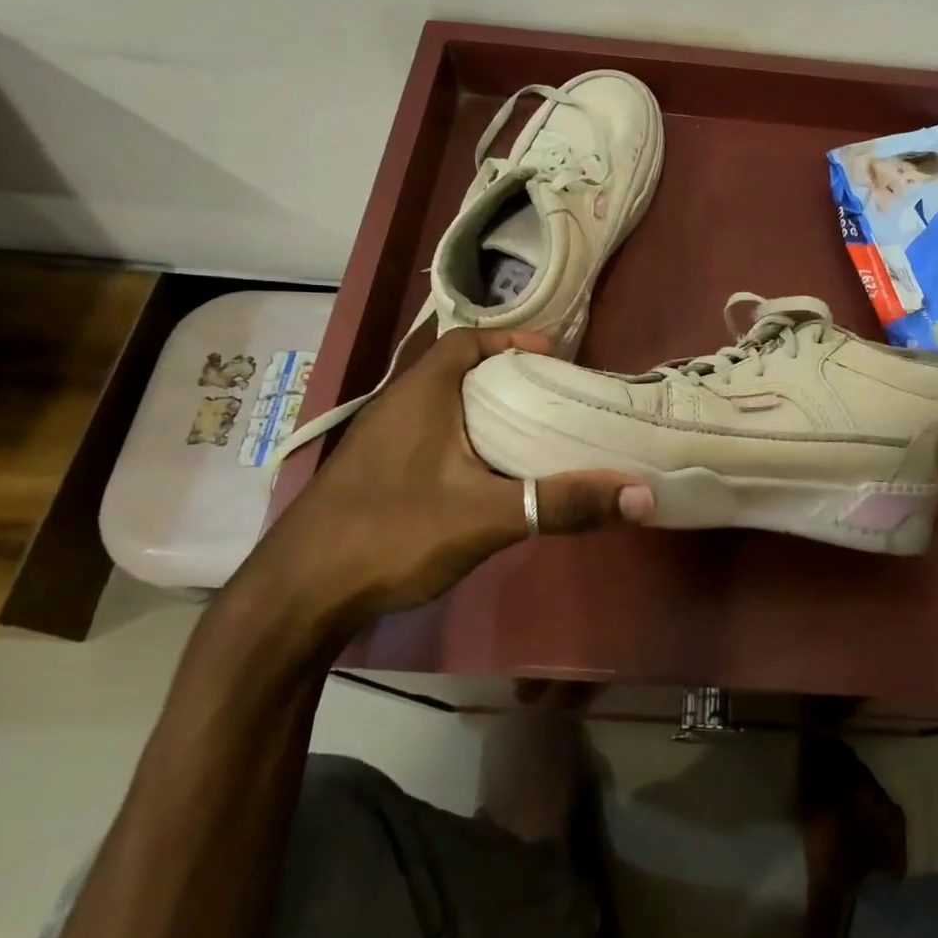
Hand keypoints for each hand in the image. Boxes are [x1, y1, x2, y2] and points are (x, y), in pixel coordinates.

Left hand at [252, 329, 652, 628]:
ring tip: (533, 430)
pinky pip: (430, 437)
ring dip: (485, 410)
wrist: (297, 597)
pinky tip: (487, 475)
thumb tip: (640, 493)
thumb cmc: (392, 534)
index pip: (467, 341)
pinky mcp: (374, 474)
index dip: (513, 340)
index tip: (556, 358)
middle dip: (508, 377)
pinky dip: (464, 440)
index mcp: (420, 393)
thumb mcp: (487, 516)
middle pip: (459, 371)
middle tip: (557, 396)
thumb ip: (562, 502)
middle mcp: (397, 406)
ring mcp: (380, 442)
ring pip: (444, 407)